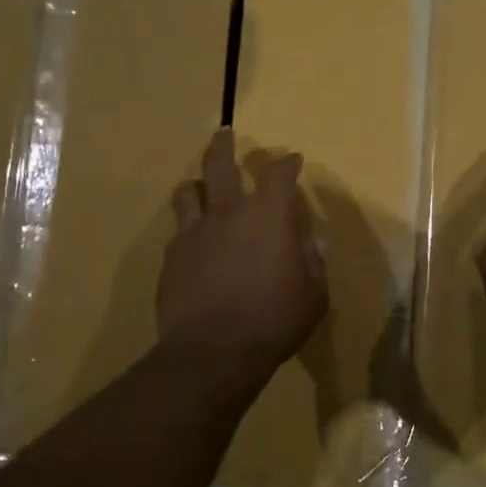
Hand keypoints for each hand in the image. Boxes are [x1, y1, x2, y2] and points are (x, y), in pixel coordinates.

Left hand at [158, 129, 328, 372]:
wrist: (213, 352)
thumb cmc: (274, 322)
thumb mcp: (313, 298)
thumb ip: (314, 265)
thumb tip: (312, 243)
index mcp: (268, 218)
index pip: (278, 176)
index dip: (287, 163)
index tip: (292, 159)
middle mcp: (228, 214)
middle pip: (220, 165)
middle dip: (224, 145)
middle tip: (224, 134)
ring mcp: (194, 233)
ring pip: (188, 191)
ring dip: (196, 184)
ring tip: (199, 186)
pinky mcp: (171, 257)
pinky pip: (178, 230)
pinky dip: (187, 226)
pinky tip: (192, 239)